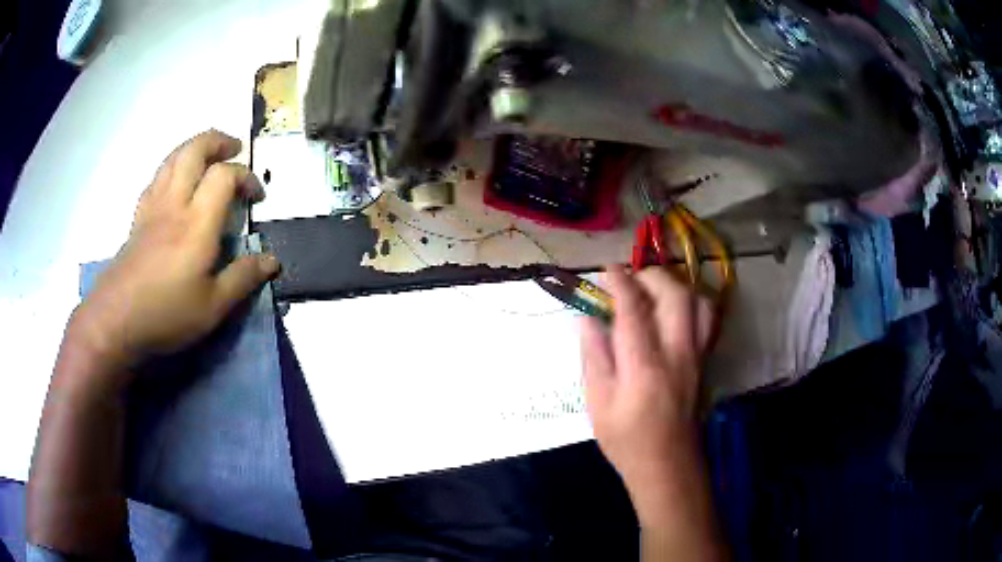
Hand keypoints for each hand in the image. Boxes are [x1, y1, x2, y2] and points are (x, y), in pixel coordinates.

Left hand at [68, 130, 278, 382]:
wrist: (115, 322)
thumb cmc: (166, 315)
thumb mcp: (213, 308)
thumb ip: (243, 279)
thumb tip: (272, 261)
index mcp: (196, 223)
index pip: (224, 176)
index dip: (246, 176)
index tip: (257, 197)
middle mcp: (174, 204)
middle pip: (194, 150)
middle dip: (217, 141)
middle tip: (233, 149)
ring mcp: (152, 208)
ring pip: (172, 158)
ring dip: (194, 147)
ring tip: (208, 156)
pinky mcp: (138, 218)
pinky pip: (156, 178)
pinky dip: (172, 168)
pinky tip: (175, 183)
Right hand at [580, 266, 713, 495]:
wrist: (668, 465)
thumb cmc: (627, 440)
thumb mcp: (597, 404)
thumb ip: (593, 357)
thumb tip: (587, 319)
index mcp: (643, 366)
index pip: (633, 309)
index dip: (619, 282)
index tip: (606, 270)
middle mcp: (676, 353)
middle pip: (674, 295)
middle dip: (651, 276)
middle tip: (630, 279)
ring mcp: (696, 356)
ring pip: (698, 302)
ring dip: (675, 286)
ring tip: (653, 290)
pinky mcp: (705, 361)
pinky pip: (707, 320)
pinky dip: (692, 302)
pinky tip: (675, 310)